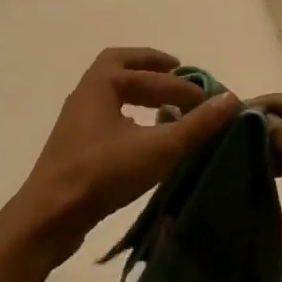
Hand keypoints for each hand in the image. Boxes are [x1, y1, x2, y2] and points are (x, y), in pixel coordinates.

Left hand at [6, 49, 239, 265]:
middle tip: (179, 71)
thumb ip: (197, 126)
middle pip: (121, 65)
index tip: (212, 103)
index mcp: (102, 83)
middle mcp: (86, 93)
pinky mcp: (76, 145)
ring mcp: (78, 119)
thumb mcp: (158, 149)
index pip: (155, 77)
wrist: (50, 216)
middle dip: (152, 66)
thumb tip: (231, 100)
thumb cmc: (103, 174)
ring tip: (168, 103)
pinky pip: (107, 114)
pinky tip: (146, 134)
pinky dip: (130, 112)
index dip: (187, 87)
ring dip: (140, 89)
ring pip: (112, 90)